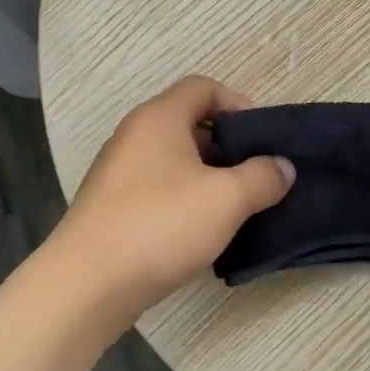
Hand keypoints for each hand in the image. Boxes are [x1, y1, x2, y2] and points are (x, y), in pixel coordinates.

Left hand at [46, 76, 294, 324]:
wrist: (87, 283)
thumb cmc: (160, 225)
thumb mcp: (226, 199)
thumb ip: (262, 177)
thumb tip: (282, 167)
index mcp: (159, 118)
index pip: (202, 87)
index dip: (237, 103)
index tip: (262, 138)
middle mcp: (134, 134)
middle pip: (188, 122)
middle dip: (227, 144)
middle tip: (255, 173)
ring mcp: (118, 170)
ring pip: (173, 158)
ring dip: (207, 175)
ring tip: (235, 205)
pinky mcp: (111, 204)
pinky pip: (157, 186)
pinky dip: (183, 197)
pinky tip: (200, 230)